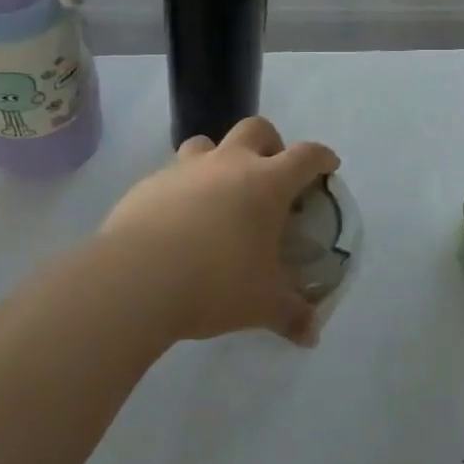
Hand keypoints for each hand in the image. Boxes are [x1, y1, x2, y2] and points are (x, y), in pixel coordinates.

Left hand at [97, 117, 338, 345]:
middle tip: (270, 173)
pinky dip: (181, 189)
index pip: (306, 156)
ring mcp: (185, 169)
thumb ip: (291, 315)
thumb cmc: (215, 282)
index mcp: (267, 183)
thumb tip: (311, 334)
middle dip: (270, 143)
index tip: (328, 166)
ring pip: (207, 144)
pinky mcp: (149, 185)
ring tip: (218, 194)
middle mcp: (229, 164)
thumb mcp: (262, 304)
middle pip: (256, 129)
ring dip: (219, 159)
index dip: (321, 157)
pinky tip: (176, 223)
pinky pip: (171, 175)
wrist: (136, 279)